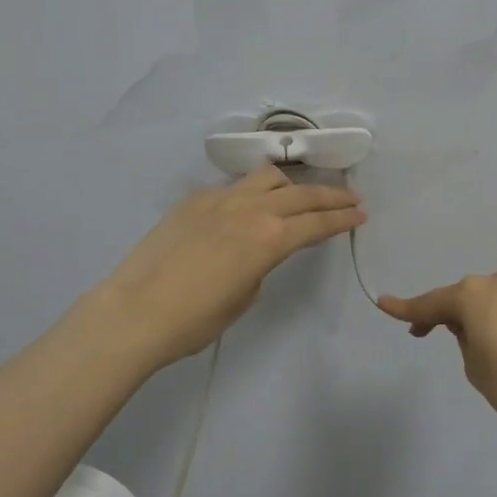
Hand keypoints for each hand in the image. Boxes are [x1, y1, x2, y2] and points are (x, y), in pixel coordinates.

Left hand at [93, 163, 364, 369]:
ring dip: (291, 185)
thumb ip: (261, 266)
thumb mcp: (244, 298)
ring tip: (298, 197)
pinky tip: (246, 209)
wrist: (136, 310)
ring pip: (267, 177)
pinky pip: (233, 187)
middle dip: (331, 196)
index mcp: (269, 238)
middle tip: (351, 198)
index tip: (360, 214)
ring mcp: (220, 199)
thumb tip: (258, 251)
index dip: (343, 219)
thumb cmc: (195, 319)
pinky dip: (251, 192)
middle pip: (302, 194)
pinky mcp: (195, 200)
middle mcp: (251, 209)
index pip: (317, 223)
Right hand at [377, 269, 496, 440]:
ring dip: (481, 318)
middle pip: (463, 298)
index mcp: (472, 295)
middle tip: (433, 335)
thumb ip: (465, 342)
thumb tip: (476, 329)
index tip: (383, 303)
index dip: (405, 309)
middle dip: (448, 315)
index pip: (429, 304)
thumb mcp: (475, 369)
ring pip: (493, 301)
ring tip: (485, 351)